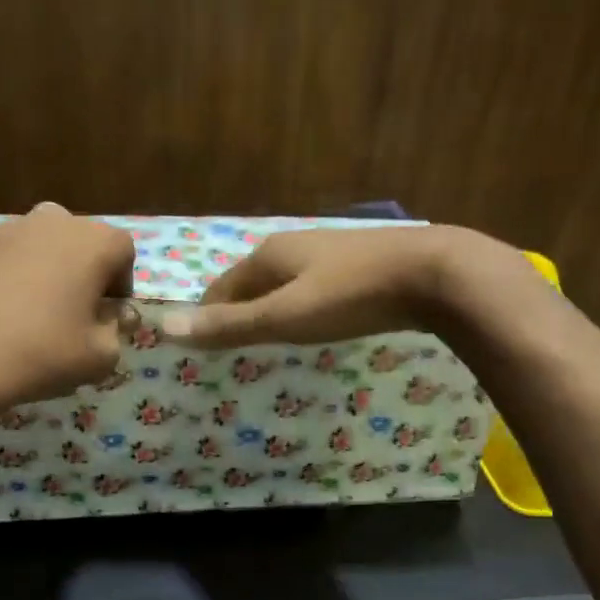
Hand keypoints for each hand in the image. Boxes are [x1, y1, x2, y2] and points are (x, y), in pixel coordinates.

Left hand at [0, 202, 134, 413]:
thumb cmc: (43, 355)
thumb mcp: (101, 357)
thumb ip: (117, 329)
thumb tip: (113, 315)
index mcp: (92, 242)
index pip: (123, 251)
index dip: (121, 284)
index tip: (108, 316)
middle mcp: (51, 221)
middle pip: (80, 241)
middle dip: (84, 272)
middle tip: (72, 314)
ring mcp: (5, 228)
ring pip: (39, 244)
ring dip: (45, 270)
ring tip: (31, 314)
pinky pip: (2, 256)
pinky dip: (7, 276)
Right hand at [160, 224, 521, 347]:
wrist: (435, 274)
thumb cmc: (350, 296)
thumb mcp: (284, 316)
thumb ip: (229, 325)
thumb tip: (164, 328)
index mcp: (268, 254)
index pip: (219, 288)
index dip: (205, 317)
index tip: (198, 350)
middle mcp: (293, 246)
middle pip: (250, 285)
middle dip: (235, 315)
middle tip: (227, 354)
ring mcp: (328, 253)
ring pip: (282, 286)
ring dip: (267, 313)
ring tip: (263, 346)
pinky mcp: (356, 266)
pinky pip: (311, 290)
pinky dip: (298, 310)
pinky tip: (310, 327)